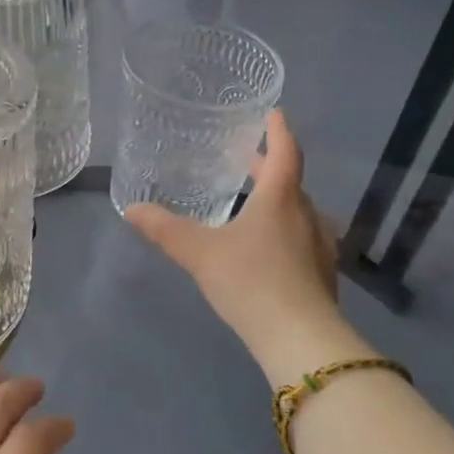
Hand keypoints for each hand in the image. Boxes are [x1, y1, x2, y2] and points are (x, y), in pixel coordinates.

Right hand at [126, 109, 363, 383]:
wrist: (301, 341)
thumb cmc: (251, 281)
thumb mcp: (199, 252)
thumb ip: (165, 229)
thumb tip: (131, 209)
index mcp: (281, 199)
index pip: (285, 152)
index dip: (278, 130)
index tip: (274, 113)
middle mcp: (306, 215)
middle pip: (290, 182)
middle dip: (269, 169)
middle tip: (246, 161)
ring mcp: (319, 247)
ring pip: (298, 212)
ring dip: (277, 202)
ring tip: (252, 204)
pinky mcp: (322, 276)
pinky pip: (303, 240)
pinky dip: (284, 231)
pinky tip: (267, 249)